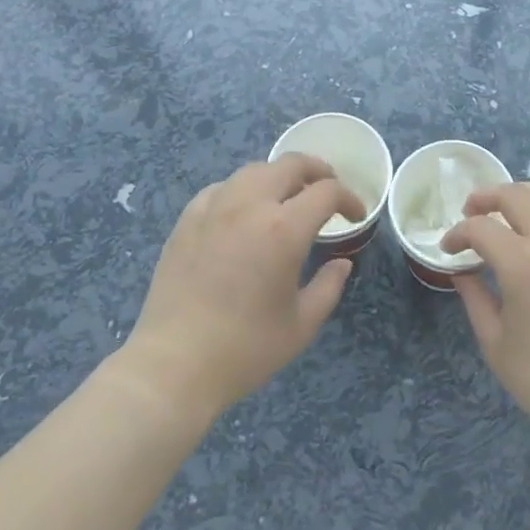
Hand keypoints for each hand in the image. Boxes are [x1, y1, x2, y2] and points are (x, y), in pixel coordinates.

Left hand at [122, 155, 363, 419]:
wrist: (174, 364)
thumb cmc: (245, 349)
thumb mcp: (301, 325)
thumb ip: (329, 287)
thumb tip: (342, 262)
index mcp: (284, 229)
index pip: (326, 192)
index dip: (348, 198)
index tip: (354, 214)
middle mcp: (250, 205)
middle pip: (291, 164)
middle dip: (317, 171)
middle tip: (328, 190)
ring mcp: (215, 207)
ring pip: (255, 170)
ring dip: (280, 176)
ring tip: (288, 197)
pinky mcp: (188, 219)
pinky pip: (222, 188)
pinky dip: (243, 190)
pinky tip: (243, 211)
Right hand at [442, 182, 529, 450]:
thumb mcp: (496, 343)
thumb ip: (475, 298)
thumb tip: (463, 271)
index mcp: (524, 264)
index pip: (482, 228)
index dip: (458, 233)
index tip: (447, 248)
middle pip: (517, 195)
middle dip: (487, 197)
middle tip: (470, 211)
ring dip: (520, 197)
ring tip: (503, 212)